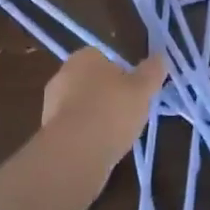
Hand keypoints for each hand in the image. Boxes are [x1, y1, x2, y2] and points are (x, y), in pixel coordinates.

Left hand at [42, 48, 166, 166]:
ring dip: (97, 118)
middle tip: (129, 114)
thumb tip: (161, 57)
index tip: (136, 93)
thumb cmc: (112, 111)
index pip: (106, 58)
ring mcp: (51, 103)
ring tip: (117, 136)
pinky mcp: (48, 131)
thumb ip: (152, 71)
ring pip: (82, 106)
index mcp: (84, 56)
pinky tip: (100, 150)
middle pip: (93, 82)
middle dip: (109, 96)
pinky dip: (86, 137)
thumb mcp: (142, 89)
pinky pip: (74, 129)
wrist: (75, 153)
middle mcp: (63, 74)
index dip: (124, 75)